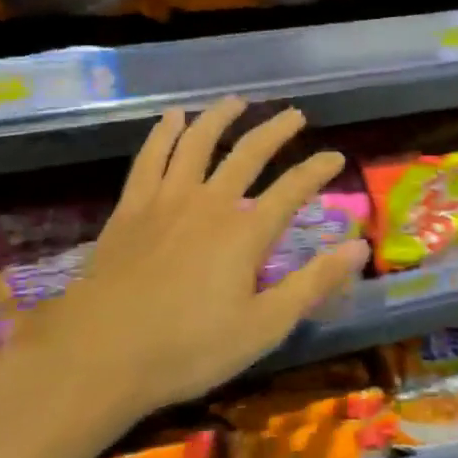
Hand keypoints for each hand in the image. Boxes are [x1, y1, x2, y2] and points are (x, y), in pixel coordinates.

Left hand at [0, 98, 368, 447]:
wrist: (96, 356)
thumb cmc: (187, 349)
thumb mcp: (264, 326)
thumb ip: (313, 283)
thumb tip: (360, 247)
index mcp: (245, 232)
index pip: (293, 189)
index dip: (318, 170)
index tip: (336, 156)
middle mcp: (209, 204)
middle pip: (248, 153)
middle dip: (275, 131)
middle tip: (294, 115)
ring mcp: (165, 201)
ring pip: (196, 143)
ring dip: (219, 118)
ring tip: (236, 101)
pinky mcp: (130, 209)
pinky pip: (150, 158)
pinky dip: (163, 134)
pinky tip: (171, 119)